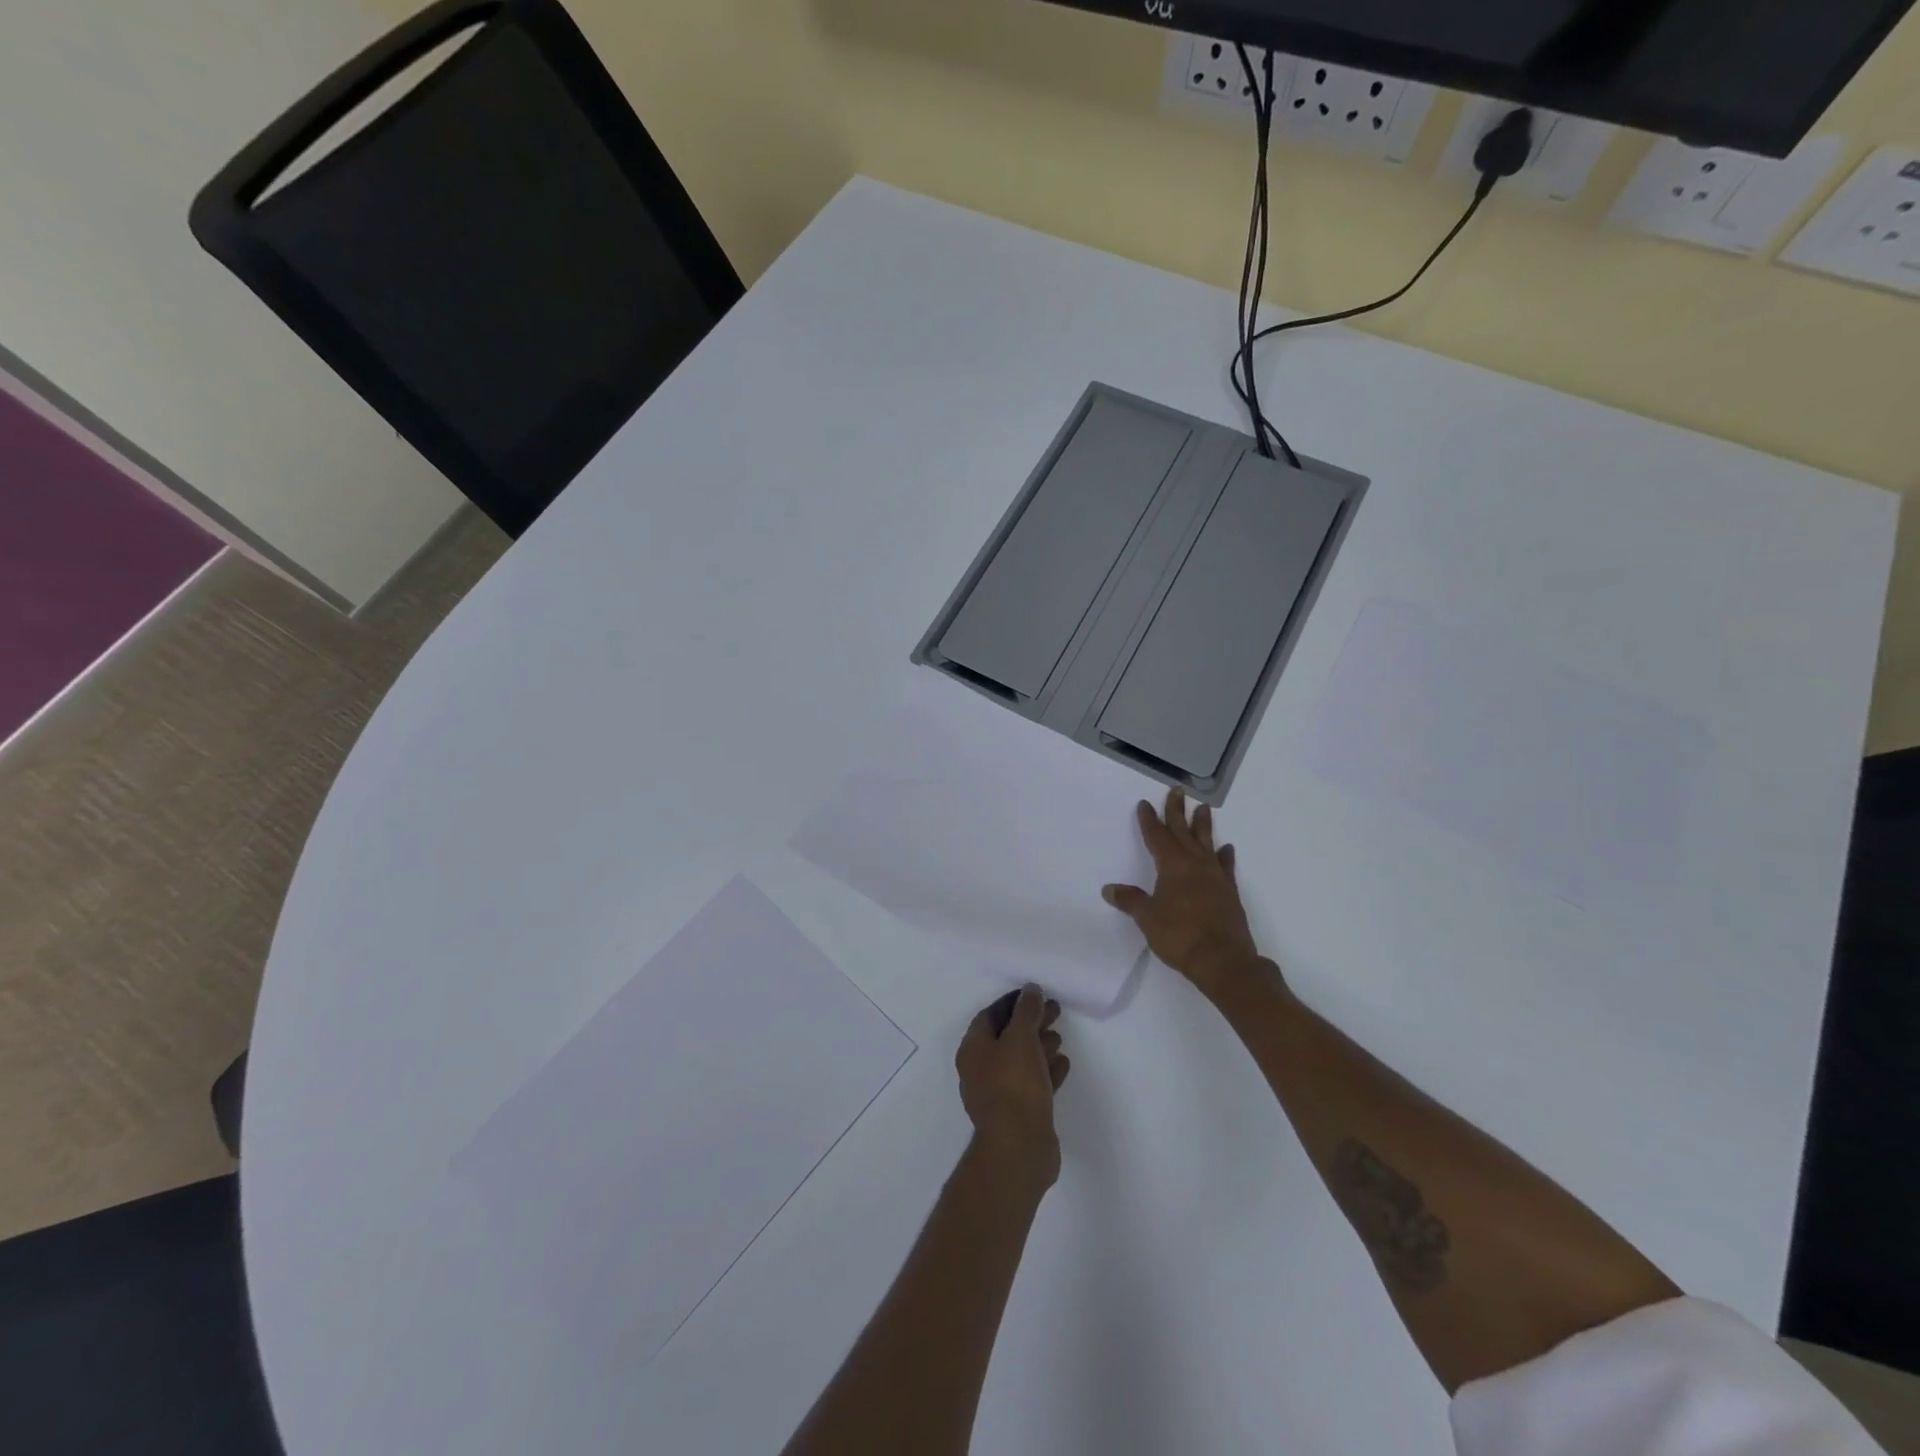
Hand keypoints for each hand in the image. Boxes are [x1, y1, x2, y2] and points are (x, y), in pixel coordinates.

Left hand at [955, 985, 1068, 1197]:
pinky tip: (1064, 1064)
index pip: (990, 1015)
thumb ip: (1026, 1011)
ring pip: (1021, 1061)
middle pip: (1007, 1037)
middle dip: (1030, 1022)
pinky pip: (1033, 1084)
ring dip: (1040, 1045)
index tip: (1035, 994)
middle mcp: (981, 1070)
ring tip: (1059, 1036)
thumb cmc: (1014, 1086)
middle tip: (1055, 1010)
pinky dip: (1046, 1071)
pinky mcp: (1019, 1114)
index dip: (1012, 1002)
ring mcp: (1000, 1094)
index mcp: (973, 1050)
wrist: (1020, 1149)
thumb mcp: (1021, 1038)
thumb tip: (1030, 990)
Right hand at [1103, 789, 1269, 1001]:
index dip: (1149, 820)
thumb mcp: (1147, 918)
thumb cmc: (1180, 936)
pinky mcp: (1229, 892)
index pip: (1157, 837)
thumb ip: (1130, 901)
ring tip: (1203, 808)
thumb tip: (1110, 889)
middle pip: (1183, 831)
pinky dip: (1224, 856)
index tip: (1145, 804)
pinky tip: (1226, 849)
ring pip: (1206, 843)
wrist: (1223, 960)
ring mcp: (1215, 877)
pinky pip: (1226, 866)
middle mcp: (1194, 864)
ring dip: (1203, 825)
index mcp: (1172, 866)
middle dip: (1177, 811)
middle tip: (1177, 790)